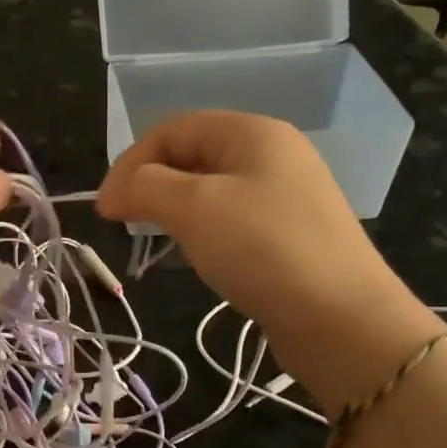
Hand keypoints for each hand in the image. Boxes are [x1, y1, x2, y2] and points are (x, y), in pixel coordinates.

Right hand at [96, 111, 419, 346]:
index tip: (105, 209)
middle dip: (151, 184)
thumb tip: (111, 193)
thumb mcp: (193, 208)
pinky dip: (203, 229)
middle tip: (126, 223)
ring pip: (210, 188)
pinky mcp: (290, 233)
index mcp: (252, 132)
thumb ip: (143, 188)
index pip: (172, 129)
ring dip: (174, 208)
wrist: (341, 318)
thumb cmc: (262, 249)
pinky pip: (232, 217)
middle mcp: (272, 154)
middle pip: (192, 154)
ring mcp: (285, 194)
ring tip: (157, 238)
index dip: (130, 162)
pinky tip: (198, 254)